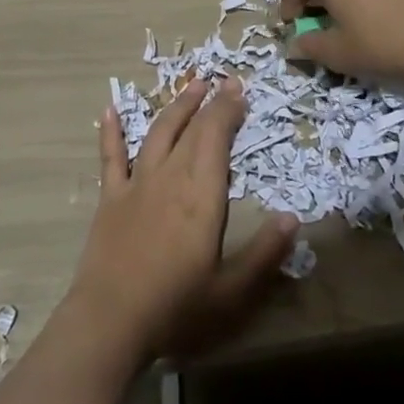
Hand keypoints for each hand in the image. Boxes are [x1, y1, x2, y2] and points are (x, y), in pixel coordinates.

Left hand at [66, 79, 298, 365]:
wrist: (110, 321)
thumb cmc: (176, 308)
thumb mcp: (232, 292)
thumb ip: (264, 254)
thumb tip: (293, 218)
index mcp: (201, 194)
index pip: (216, 138)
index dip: (228, 110)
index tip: (239, 90)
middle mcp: (170, 176)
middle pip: (191, 129)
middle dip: (210, 102)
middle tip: (224, 81)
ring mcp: (137, 184)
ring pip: (158, 132)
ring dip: (176, 106)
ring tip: (191, 85)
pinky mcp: (111, 197)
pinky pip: (111, 156)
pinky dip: (112, 132)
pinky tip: (109, 110)